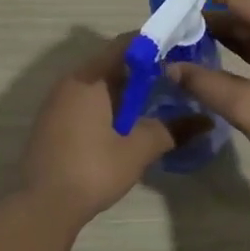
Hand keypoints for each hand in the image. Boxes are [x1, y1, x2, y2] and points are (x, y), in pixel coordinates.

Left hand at [19, 36, 204, 227]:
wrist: (43, 206)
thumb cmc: (93, 169)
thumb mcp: (139, 149)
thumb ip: (172, 130)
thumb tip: (206, 122)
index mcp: (89, 78)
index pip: (124, 44)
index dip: (153, 44)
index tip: (178, 51)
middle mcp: (70, 82)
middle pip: (110, 62)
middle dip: (142, 68)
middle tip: (172, 78)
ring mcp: (56, 102)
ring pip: (97, 83)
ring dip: (124, 88)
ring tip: (155, 101)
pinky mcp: (52, 122)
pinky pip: (85, 100)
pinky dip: (108, 103)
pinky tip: (125, 123)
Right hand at [167, 0, 249, 185]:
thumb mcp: (249, 107)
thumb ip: (207, 85)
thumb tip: (170, 67)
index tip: (173, 3)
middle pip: (249, 12)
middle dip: (212, 19)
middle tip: (173, 28)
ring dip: (227, 36)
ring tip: (188, 42)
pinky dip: (244, 52)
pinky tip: (219, 61)